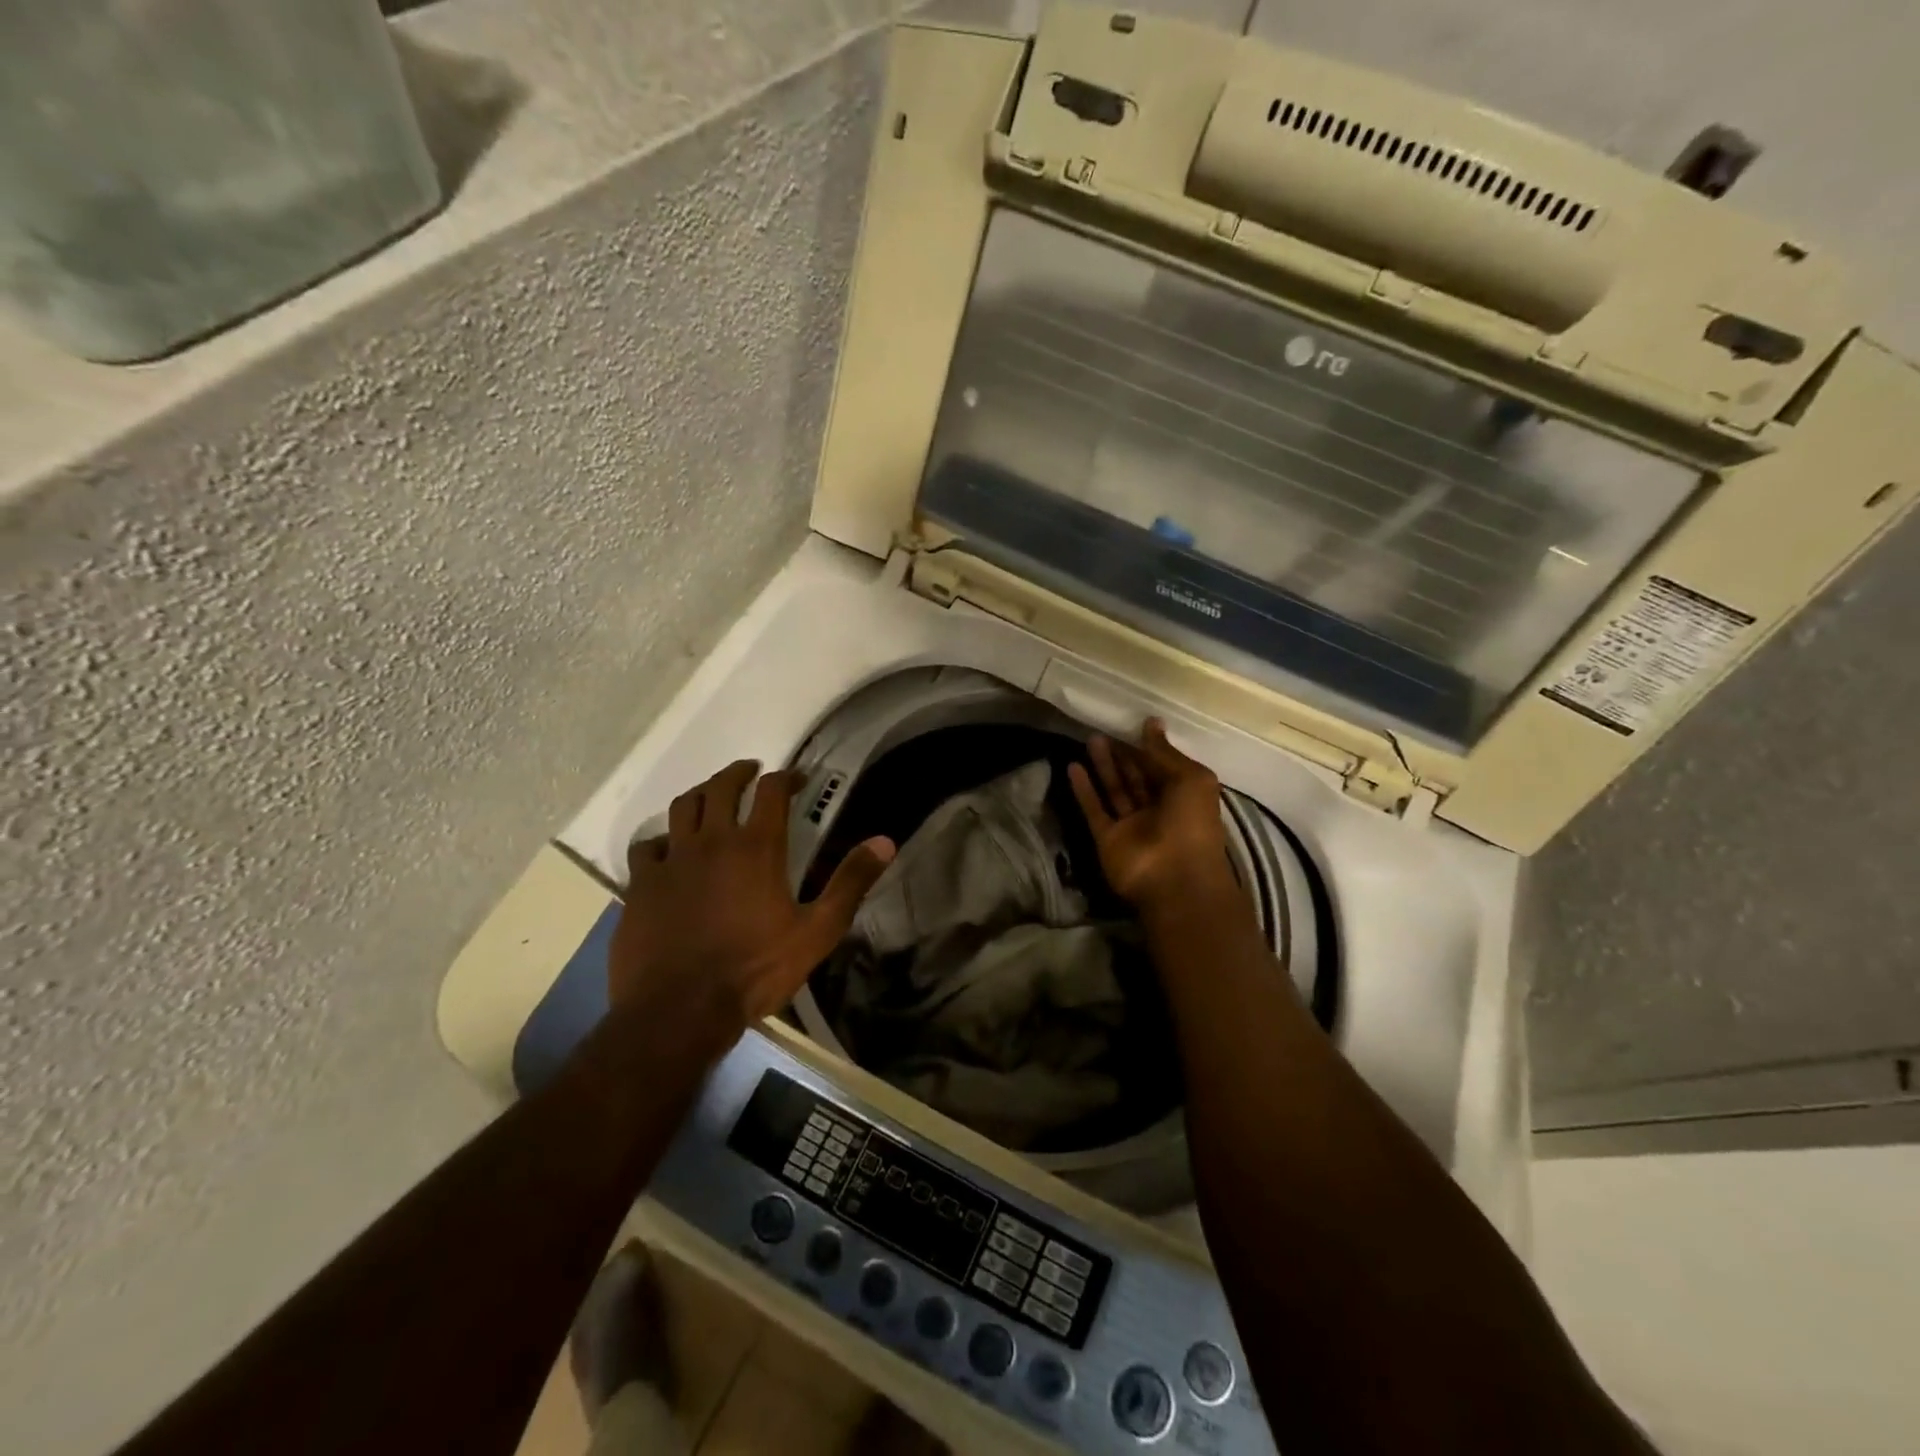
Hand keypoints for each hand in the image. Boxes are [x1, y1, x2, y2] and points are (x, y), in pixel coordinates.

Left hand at [610, 760, 893, 1053]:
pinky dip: (661, 839)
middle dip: (739, 773)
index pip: (771, 791)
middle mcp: (712, 841)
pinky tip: (667, 849)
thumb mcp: (816, 931)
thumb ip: (850, 883)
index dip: (785, 777)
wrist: (679, 1010)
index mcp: (756, 847)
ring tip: (710, 796)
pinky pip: (647, 846)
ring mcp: (672, 860)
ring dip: (700, 794)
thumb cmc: (754, 970)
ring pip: (682, 807)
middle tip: (750, 771)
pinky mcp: (641, 884)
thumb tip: (885, 841)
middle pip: (722, 787)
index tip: (796, 779)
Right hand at [1068, 720, 1245, 920]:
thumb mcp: (1191, 779)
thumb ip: (1165, 753)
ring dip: (1103, 766)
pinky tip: (1073, 767)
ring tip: (1090, 739)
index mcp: (1184, 797)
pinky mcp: (1107, 838)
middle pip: (1136, 777)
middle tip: (1104, 728)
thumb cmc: (1192, 824)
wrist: (1175, 879)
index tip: (1133, 724)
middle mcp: (1158, 811)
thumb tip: (1151, 723)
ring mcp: (1131, 826)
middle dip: (1123, 754)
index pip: (1163, 767)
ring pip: (1115, 790)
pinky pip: (1094, 810)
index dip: (1149, 747)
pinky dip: (1084, 790)